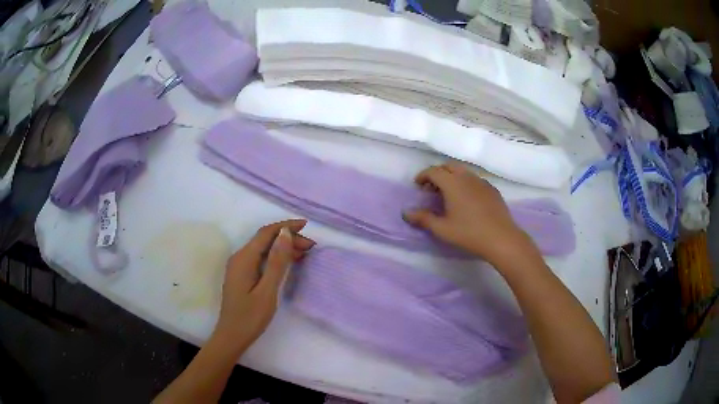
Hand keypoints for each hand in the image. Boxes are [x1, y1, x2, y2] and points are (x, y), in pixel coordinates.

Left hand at [212, 219, 314, 353]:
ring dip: (283, 247)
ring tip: (305, 253)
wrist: (232, 336)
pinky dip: (276, 257)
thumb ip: (276, 262)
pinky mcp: (242, 275)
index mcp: (244, 258)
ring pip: (263, 249)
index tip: (306, 225)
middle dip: (287, 238)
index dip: (286, 226)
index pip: (266, 233)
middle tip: (311, 246)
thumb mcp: (267, 291)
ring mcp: (240, 267)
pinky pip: (261, 259)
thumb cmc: (250, 317)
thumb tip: (285, 234)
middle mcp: (240, 257)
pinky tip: (288, 263)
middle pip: (265, 240)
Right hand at [403, 163, 535, 264]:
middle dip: (438, 173)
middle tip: (432, 188)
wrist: (501, 238)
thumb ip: (423, 218)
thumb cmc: (469, 233)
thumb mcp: (442, 229)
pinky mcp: (492, 189)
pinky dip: (465, 183)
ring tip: (449, 194)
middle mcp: (467, 177)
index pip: (433, 171)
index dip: (423, 175)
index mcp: (452, 183)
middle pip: (449, 166)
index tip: (417, 185)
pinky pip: (475, 179)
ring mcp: (482, 182)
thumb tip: (406, 213)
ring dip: (452, 177)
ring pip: (463, 171)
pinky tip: (467, 200)